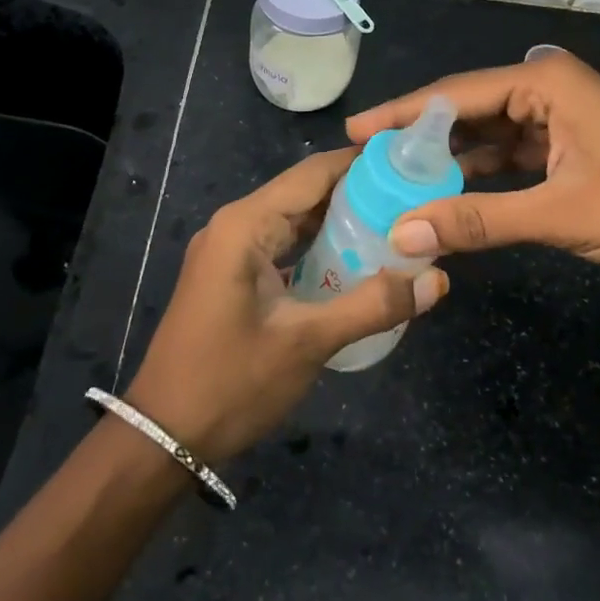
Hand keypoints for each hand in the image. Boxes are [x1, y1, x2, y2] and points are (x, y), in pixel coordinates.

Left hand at [123, 148, 449, 465]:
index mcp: (245, 224)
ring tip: (396, 222)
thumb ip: (373, 305)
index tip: (409, 162)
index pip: (313, 173)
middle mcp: (235, 224)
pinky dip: (317, 246)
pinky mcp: (231, 275)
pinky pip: (282, 245)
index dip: (361, 163)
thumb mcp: (307, 342)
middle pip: (305, 192)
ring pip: (294, 220)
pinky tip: (354, 259)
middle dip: (357, 192)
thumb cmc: (231, 382)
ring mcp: (229, 250)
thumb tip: (437, 279)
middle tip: (413, 196)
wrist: (161, 438)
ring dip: (339, 220)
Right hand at [346, 53, 599, 271]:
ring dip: (450, 158)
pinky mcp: (567, 144)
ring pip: (488, 133)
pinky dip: (482, 173)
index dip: (402, 114)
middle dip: (422, 137)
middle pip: (468, 109)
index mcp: (543, 81)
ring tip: (398, 179)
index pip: (456, 93)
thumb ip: (477, 220)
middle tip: (369, 161)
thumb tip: (401, 235)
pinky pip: (510, 153)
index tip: (355, 132)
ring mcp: (558, 116)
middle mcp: (546, 86)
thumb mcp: (558, 213)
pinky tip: (448, 192)